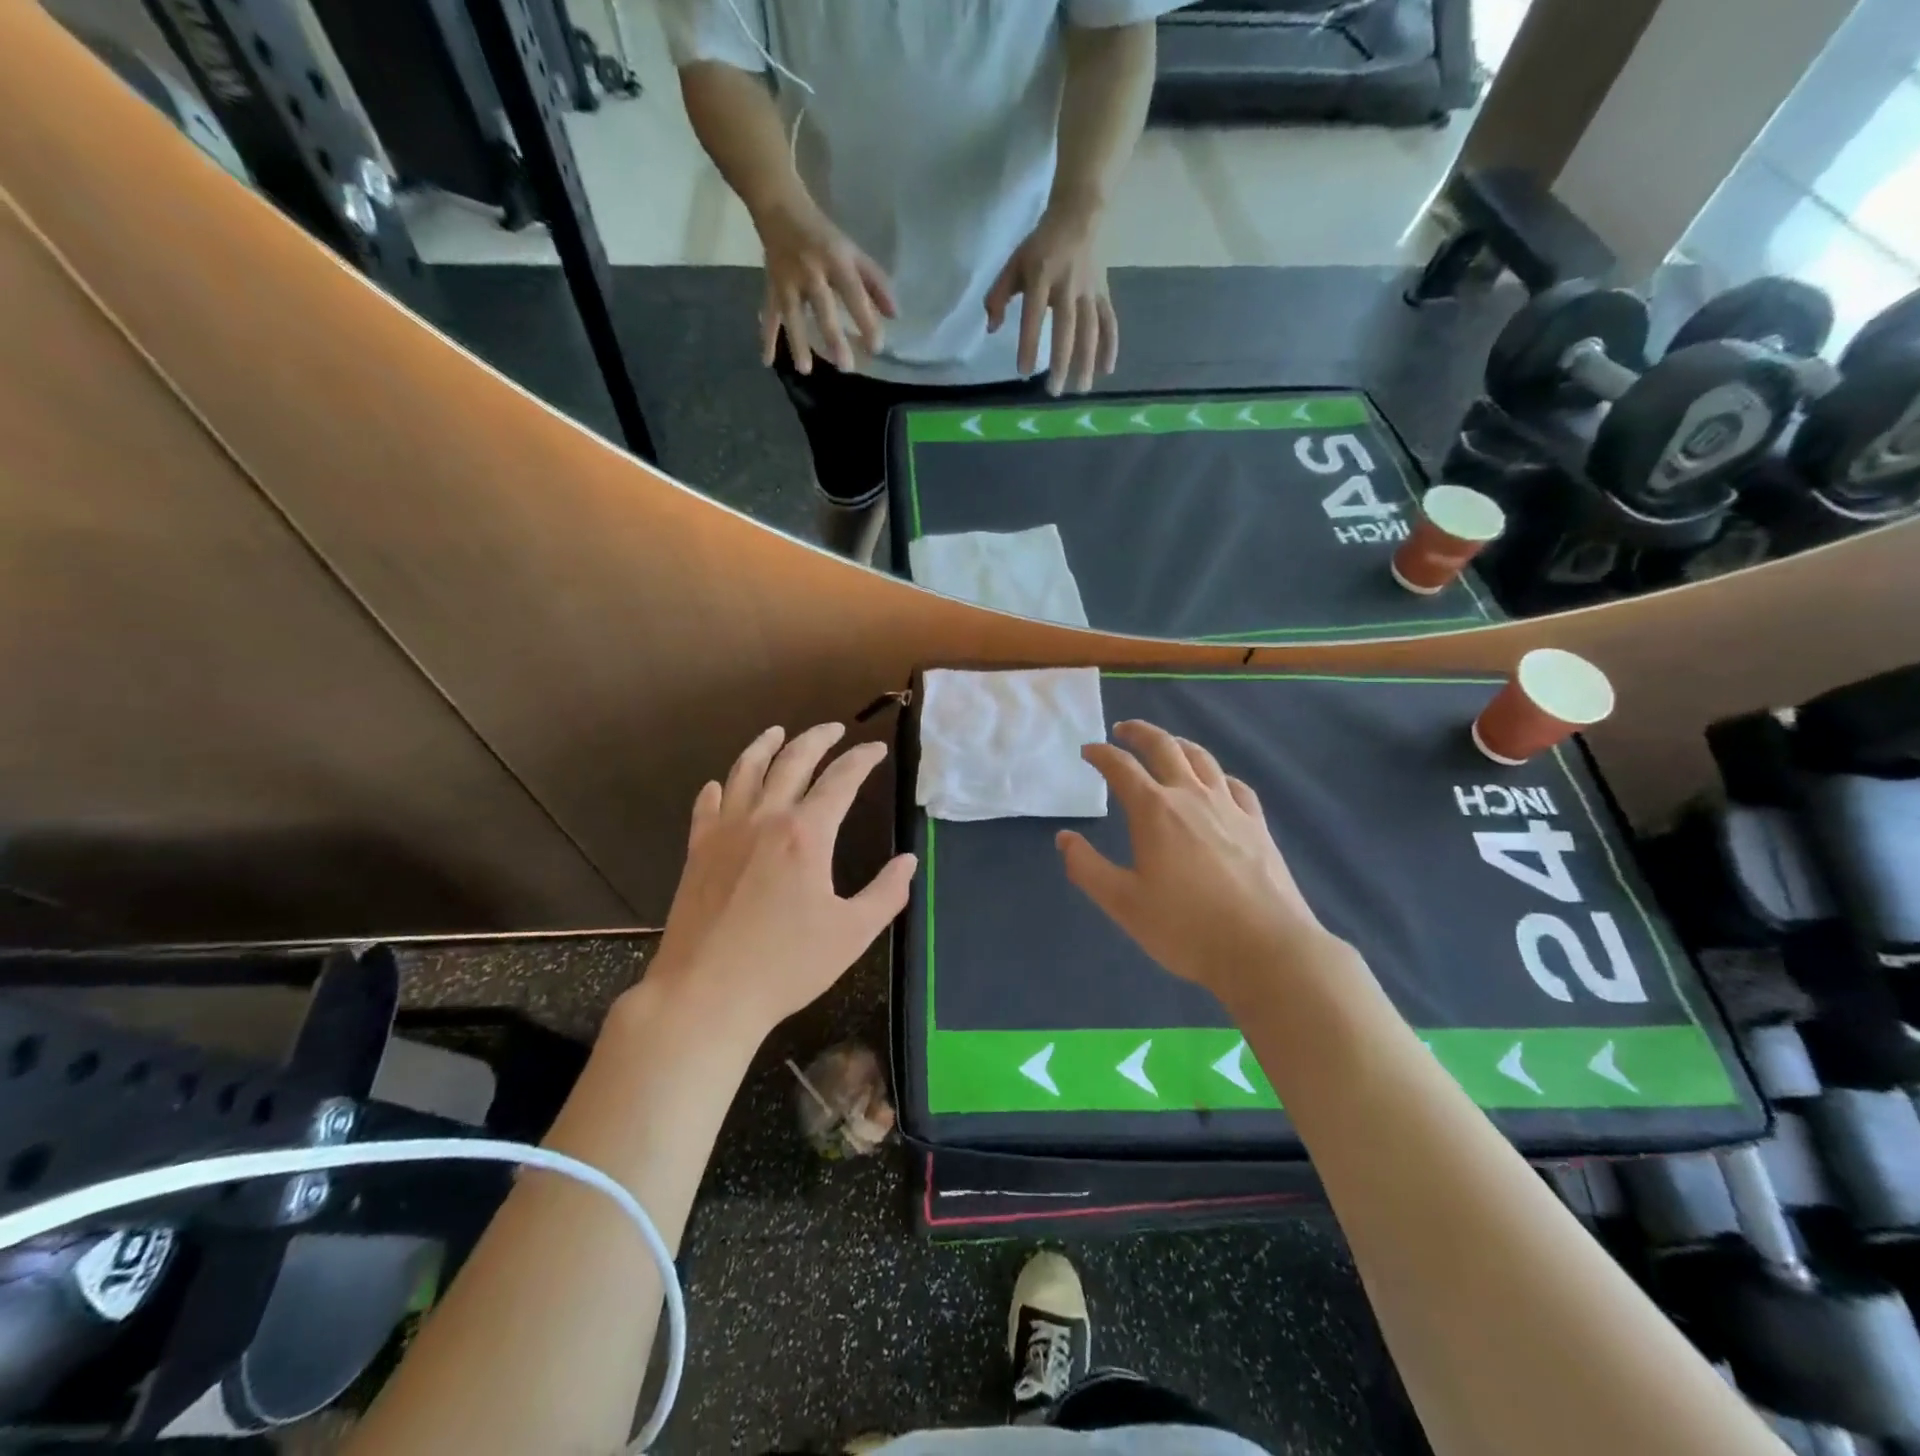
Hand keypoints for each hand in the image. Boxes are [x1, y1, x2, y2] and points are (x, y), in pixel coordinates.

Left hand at [649, 723, 916, 1041]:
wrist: (706, 994)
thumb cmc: (786, 966)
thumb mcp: (852, 933)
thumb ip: (886, 893)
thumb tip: (908, 862)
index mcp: (806, 834)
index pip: (840, 780)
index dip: (862, 760)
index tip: (876, 750)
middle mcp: (765, 819)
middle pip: (792, 761)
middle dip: (817, 738)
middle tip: (834, 728)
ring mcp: (725, 832)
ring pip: (745, 771)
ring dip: (765, 746)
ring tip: (777, 732)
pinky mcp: (698, 851)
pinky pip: (708, 806)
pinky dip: (720, 787)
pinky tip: (722, 784)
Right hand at [755, 195, 895, 373]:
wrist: (779, 206)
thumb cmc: (824, 235)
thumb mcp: (852, 251)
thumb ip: (875, 282)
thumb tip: (894, 315)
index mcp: (836, 260)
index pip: (853, 292)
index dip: (865, 319)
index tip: (876, 348)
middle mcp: (811, 270)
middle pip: (823, 307)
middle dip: (833, 337)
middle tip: (845, 366)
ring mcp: (787, 279)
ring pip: (792, 314)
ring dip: (797, 342)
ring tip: (805, 370)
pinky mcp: (771, 285)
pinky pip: (769, 314)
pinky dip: (766, 337)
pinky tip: (767, 361)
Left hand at [984, 206, 1116, 394]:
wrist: (1077, 216)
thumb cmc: (1039, 247)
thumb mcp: (1013, 264)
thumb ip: (998, 296)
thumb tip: (991, 328)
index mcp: (1042, 277)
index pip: (1034, 315)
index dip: (1029, 344)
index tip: (1024, 372)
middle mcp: (1068, 285)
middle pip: (1067, 329)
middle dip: (1062, 361)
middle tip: (1054, 391)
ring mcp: (1089, 290)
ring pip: (1091, 329)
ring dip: (1087, 361)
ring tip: (1081, 389)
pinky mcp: (1103, 293)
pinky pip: (1109, 322)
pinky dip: (1110, 346)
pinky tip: (1107, 370)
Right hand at [1057, 721, 1346, 1007]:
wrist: (1265, 949)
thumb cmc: (1185, 927)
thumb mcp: (1122, 903)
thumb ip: (1087, 868)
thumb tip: (1065, 838)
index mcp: (1154, 811)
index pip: (1121, 767)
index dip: (1100, 754)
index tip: (1088, 751)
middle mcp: (1191, 796)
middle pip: (1164, 747)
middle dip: (1139, 733)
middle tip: (1123, 730)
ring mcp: (1229, 807)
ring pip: (1201, 759)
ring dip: (1177, 744)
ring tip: (1166, 745)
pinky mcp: (1257, 824)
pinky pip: (1234, 785)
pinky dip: (1216, 775)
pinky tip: (1215, 784)